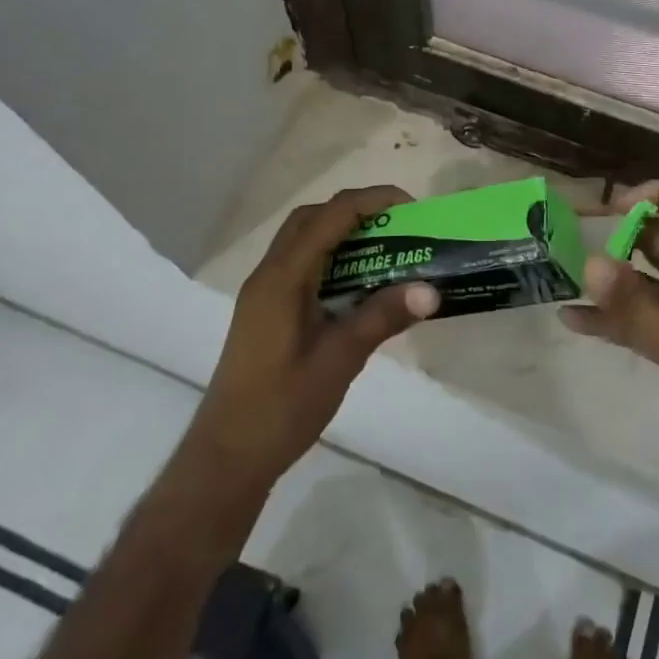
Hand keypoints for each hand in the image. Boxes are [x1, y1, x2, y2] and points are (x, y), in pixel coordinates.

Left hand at [190, 186, 437, 496]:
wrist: (227, 457)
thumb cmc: (281, 408)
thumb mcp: (339, 361)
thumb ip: (382, 318)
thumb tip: (431, 290)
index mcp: (282, 278)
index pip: (329, 216)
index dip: (371, 201)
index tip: (411, 208)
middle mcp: (269, 275)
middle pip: (312, 218)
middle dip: (356, 211)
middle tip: (397, 226)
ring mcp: (264, 293)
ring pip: (304, 240)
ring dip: (343, 234)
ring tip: (386, 250)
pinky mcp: (266, 311)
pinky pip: (301, 265)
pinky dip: (332, 259)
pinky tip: (359, 285)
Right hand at [565, 182, 658, 564]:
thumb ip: (637, 307)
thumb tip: (590, 262)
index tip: (615, 210)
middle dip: (621, 232)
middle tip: (571, 234)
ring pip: (645, 281)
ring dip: (610, 276)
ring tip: (564, 271)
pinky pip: (639, 322)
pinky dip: (610, 319)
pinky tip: (571, 320)